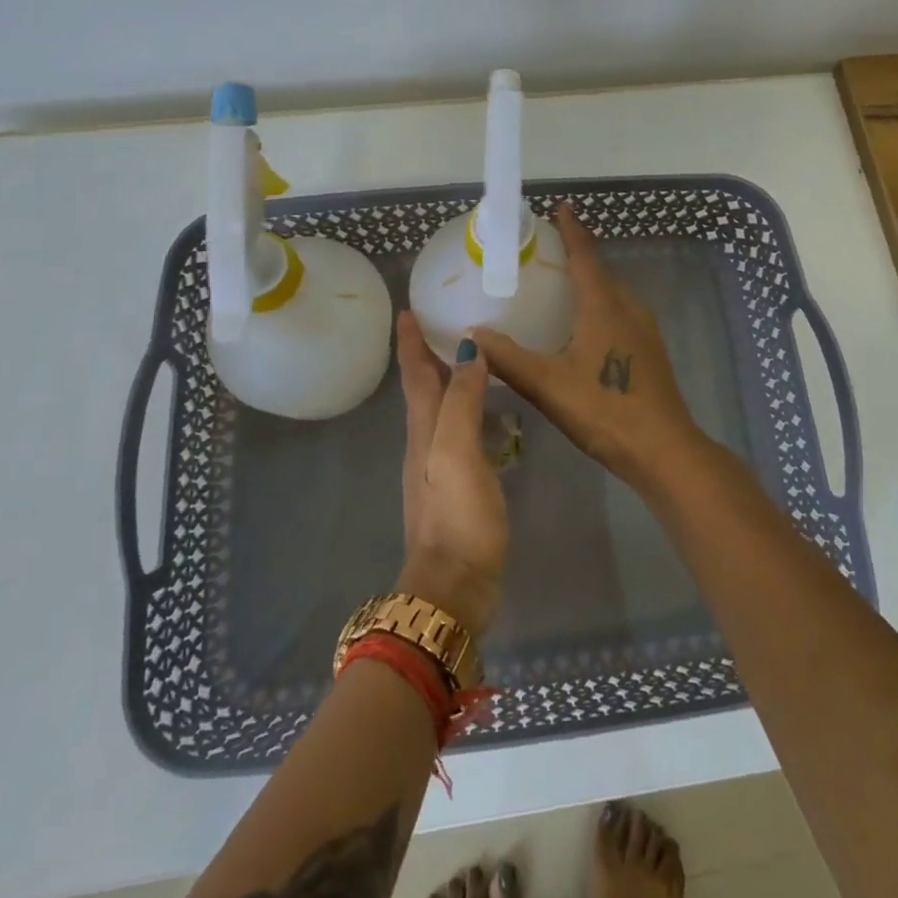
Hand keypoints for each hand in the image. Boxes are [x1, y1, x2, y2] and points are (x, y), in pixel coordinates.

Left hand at [395, 310, 505, 635]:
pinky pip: (460, 434)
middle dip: (428, 355)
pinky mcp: (459, 488)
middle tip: (446, 323)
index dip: (410, 342)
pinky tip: (490, 415)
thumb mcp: (457, 451)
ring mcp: (440, 468)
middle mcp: (426, 443)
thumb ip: (462, 401)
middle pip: (424, 389)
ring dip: (450, 381)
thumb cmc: (457, 516)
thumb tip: (467, 349)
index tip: (406, 310)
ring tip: (473, 359)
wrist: (453, 588)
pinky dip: (469, 412)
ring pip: (441, 411)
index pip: (414, 374)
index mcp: (424, 429)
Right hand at [472, 204, 702, 491]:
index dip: (573, 230)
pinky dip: (599, 305)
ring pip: (613, 294)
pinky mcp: (649, 352)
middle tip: (546, 249)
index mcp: (605, 306)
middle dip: (578, 254)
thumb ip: (509, 359)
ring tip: (561, 284)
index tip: (562, 206)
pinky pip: (620, 313)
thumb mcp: (549, 385)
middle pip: (601, 271)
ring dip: (590, 281)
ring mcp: (644, 331)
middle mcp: (628, 309)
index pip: (586, 256)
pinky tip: (583, 326)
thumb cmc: (605, 410)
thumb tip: (472, 337)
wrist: (664, 450)